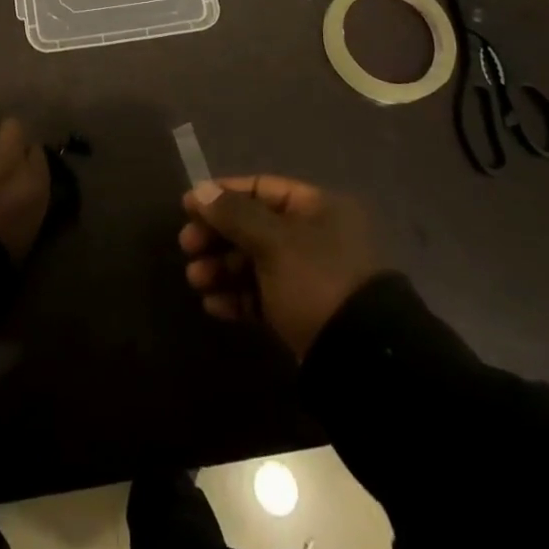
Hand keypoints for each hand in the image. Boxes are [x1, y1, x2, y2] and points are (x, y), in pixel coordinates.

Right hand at [179, 175, 379, 359]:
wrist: (361, 359)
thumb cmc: (316, 281)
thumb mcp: (273, 241)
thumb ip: (233, 214)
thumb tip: (200, 191)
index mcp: (317, 208)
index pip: (261, 188)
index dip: (222, 194)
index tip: (188, 207)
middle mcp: (314, 236)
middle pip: (254, 225)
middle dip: (217, 236)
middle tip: (187, 247)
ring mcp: (309, 276)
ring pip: (255, 262)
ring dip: (222, 268)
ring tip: (196, 280)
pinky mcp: (302, 312)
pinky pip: (262, 295)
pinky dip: (237, 297)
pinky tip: (214, 306)